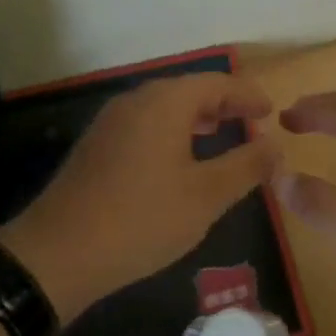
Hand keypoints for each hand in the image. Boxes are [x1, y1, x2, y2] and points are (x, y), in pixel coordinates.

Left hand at [0, 72, 279, 322]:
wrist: (59, 253)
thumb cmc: (143, 219)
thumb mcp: (206, 196)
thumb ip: (246, 166)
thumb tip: (275, 145)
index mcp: (165, 102)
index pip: (217, 83)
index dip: (248, 95)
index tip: (272, 111)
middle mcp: (136, 100)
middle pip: (189, 90)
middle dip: (223, 104)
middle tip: (253, 122)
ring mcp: (111, 121)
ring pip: (164, 107)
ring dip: (197, 117)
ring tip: (222, 134)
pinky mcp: (97, 145)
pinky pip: (145, 124)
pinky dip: (172, 131)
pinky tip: (180, 158)